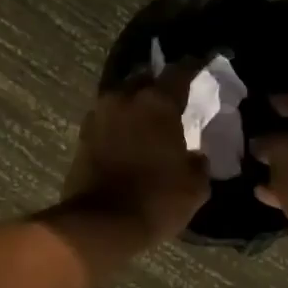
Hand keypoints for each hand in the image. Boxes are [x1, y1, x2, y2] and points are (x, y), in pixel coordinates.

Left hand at [61, 65, 210, 243]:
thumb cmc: (156, 200)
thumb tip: (195, 155)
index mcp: (156, 102)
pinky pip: (108, 118)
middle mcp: (124, 98)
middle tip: (174, 97)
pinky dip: (120, 122)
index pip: (180, 71)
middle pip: (145, 78)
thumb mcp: (194, 186)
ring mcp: (99, 115)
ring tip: (150, 118)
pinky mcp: (83, 135)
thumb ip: (198, 162)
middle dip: (159, 84)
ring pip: (122, 97)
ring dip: (136, 103)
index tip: (204, 62)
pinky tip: (130, 135)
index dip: (194, 65)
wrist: (100, 224)